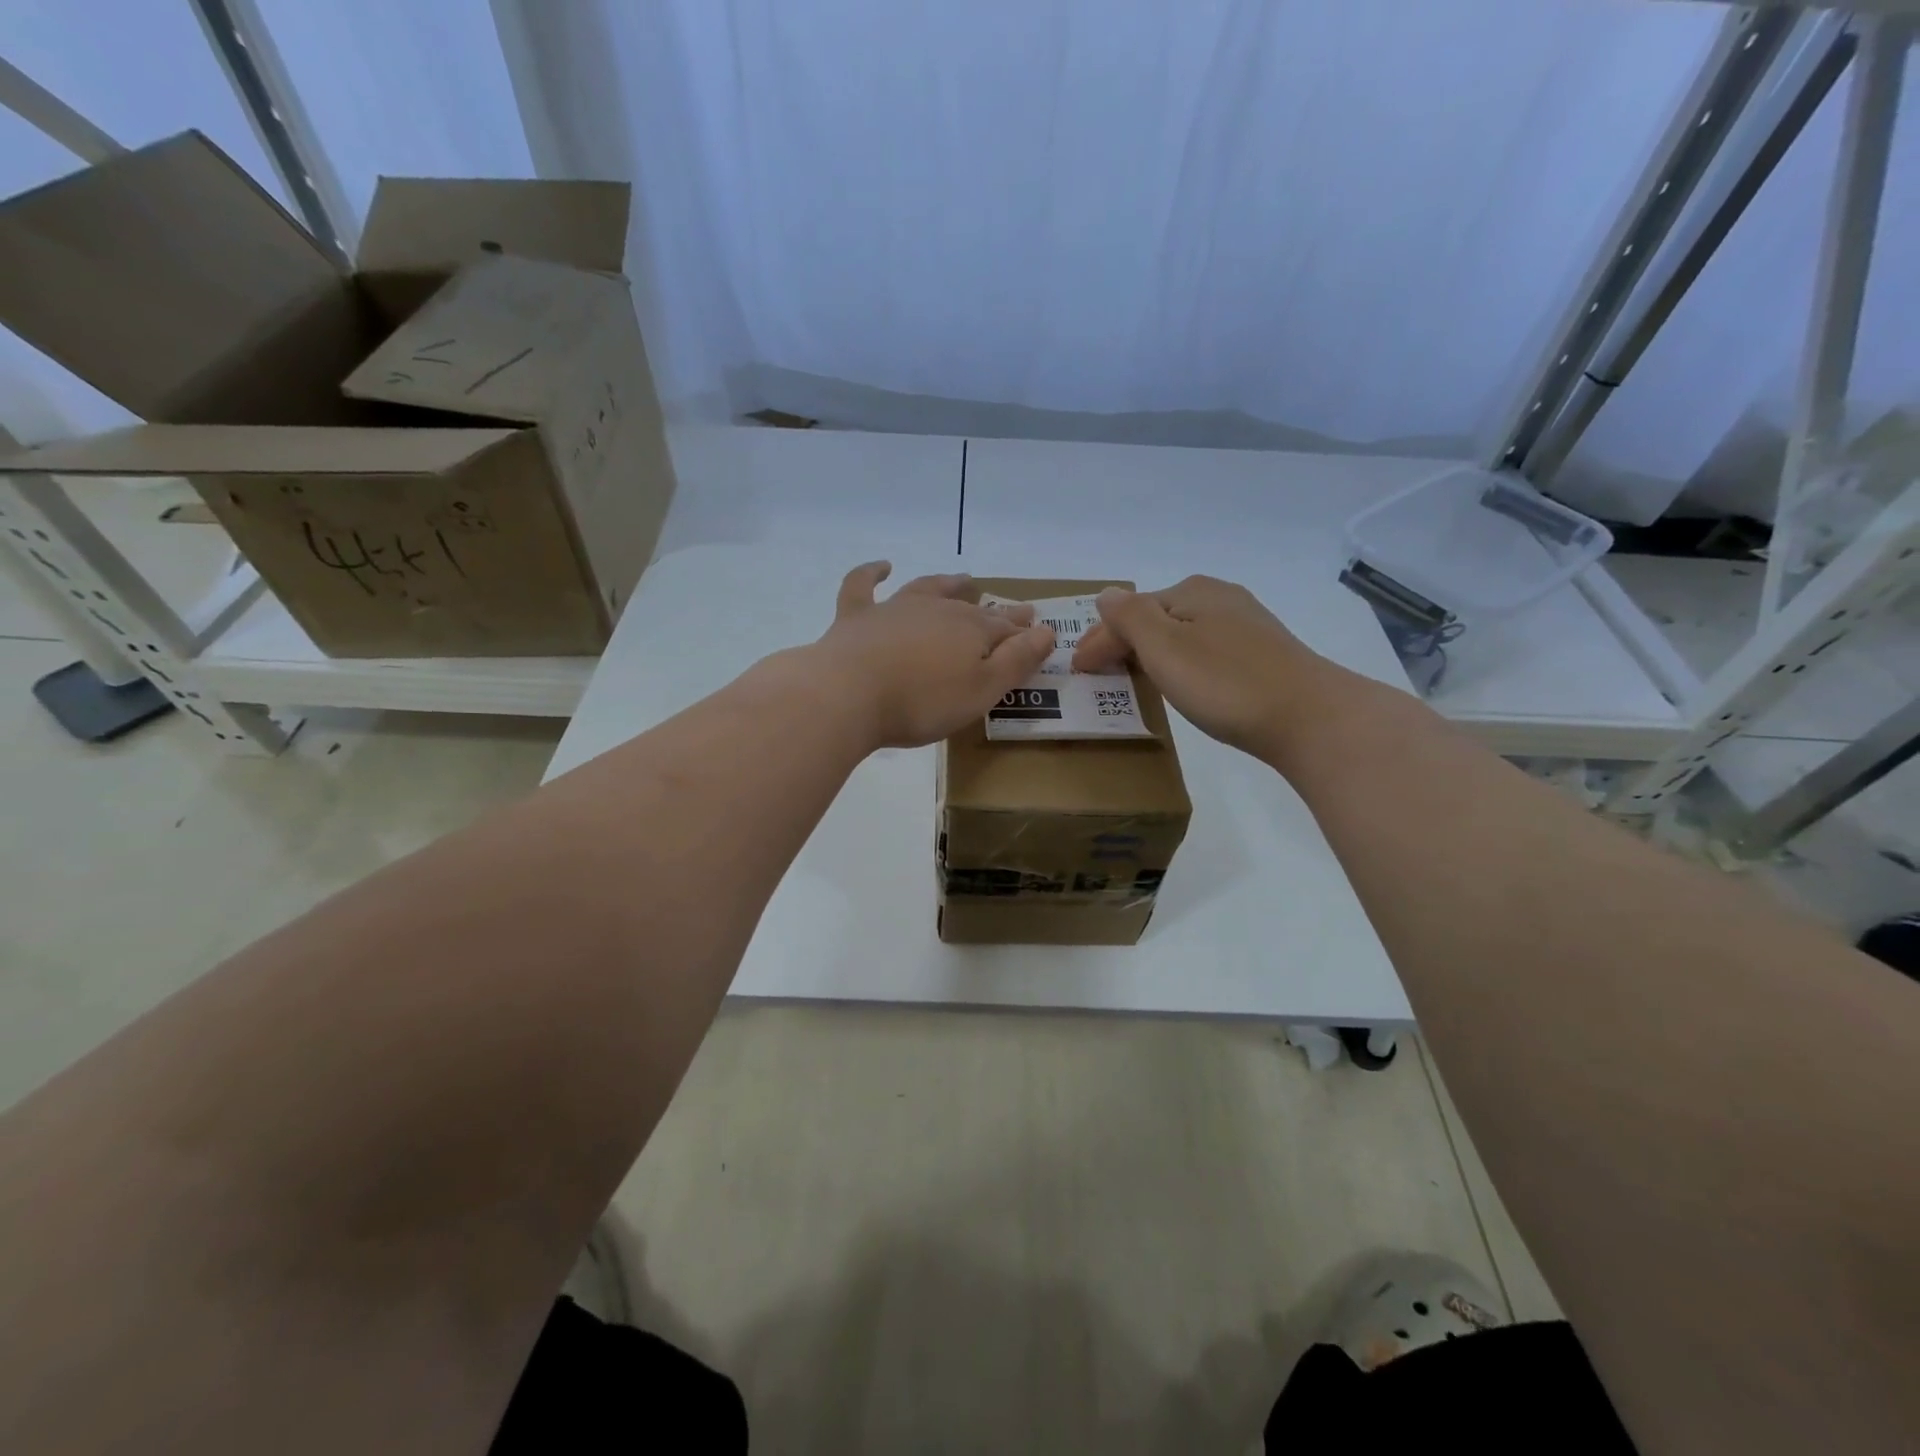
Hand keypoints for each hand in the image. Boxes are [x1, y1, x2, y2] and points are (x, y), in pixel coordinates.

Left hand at [810, 561, 1055, 749]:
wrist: (848, 694)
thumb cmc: (922, 702)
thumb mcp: (982, 690)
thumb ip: (1016, 661)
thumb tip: (1046, 631)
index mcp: (970, 630)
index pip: (1005, 629)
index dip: (1023, 632)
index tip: (1039, 630)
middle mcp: (936, 610)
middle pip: (972, 610)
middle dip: (996, 612)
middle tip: (1015, 609)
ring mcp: (894, 609)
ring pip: (928, 589)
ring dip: (948, 584)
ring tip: (963, 579)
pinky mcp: (856, 617)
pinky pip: (863, 586)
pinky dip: (872, 573)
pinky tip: (882, 566)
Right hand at [1072, 575, 1333, 757]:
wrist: (1309, 717)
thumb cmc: (1226, 683)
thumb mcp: (1164, 648)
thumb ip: (1129, 617)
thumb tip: (1106, 594)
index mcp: (1191, 591)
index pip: (1129, 612)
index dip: (1099, 640)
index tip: (1077, 670)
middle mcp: (1219, 598)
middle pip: (1155, 618)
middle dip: (1123, 643)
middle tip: (1098, 674)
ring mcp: (1246, 624)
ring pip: (1181, 634)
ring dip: (1152, 653)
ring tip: (1132, 677)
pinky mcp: (1263, 653)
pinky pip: (1205, 650)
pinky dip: (1181, 662)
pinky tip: (1183, 680)